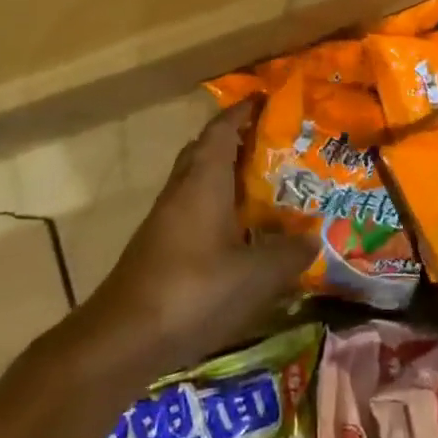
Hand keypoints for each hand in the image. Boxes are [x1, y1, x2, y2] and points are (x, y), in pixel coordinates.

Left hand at [75, 101, 314, 380]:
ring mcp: (166, 217)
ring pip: (200, 180)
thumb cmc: (192, 291)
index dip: (243, 110)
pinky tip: (241, 231)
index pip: (222, 128)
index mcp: (203, 179)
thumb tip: (314, 238)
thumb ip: (288, 253)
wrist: (122, 338)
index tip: (267, 99)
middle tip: (275, 142)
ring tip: (266, 183)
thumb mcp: (255, 275)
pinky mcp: (160, 245)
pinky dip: (219, 205)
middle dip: (238, 139)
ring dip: (228, 174)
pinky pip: (194, 207)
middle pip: (207, 149)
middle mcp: (182, 188)